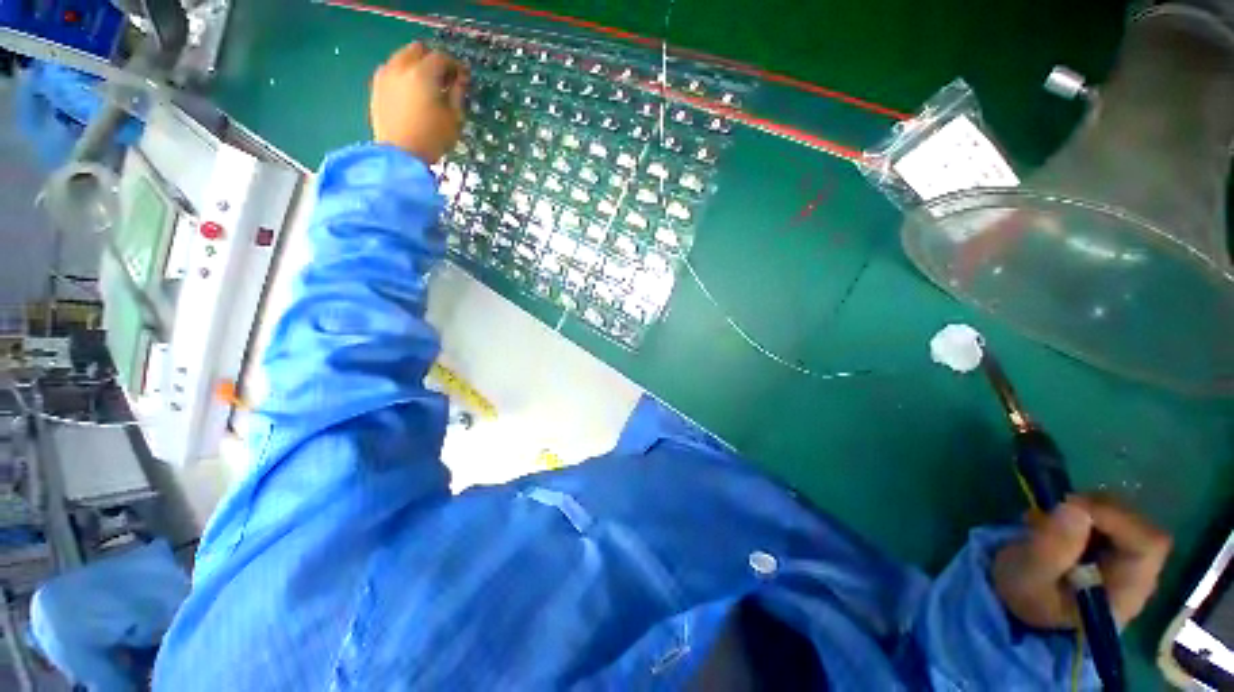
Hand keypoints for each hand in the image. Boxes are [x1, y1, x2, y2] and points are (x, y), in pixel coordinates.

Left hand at [370, 43, 469, 163]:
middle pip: (418, 50)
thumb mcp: (454, 119)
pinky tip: (410, 93)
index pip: (442, 57)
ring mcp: (385, 75)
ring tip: (426, 86)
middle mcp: (401, 67)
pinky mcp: (376, 87)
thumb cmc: (432, 139)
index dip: (455, 66)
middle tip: (443, 79)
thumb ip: (457, 94)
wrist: (400, 155)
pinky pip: (391, 71)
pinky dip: (403, 75)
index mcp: (423, 73)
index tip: (463, 77)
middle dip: (433, 60)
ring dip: (416, 66)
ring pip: (402, 57)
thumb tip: (459, 80)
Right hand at [993, 494, 1171, 629]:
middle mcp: (1140, 575)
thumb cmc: (1027, 596)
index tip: (1072, 506)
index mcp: (1128, 592)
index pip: (1148, 544)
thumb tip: (1074, 507)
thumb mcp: (1028, 576)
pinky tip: (1058, 523)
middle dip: (1098, 510)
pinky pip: (1112, 518)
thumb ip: (1051, 547)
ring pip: (1125, 517)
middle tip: (1057, 509)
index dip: (1117, 518)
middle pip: (1140, 526)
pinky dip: (1085, 511)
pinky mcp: (1115, 549)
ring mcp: (1130, 561)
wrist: (1022, 609)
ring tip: (1051, 519)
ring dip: (1089, 508)